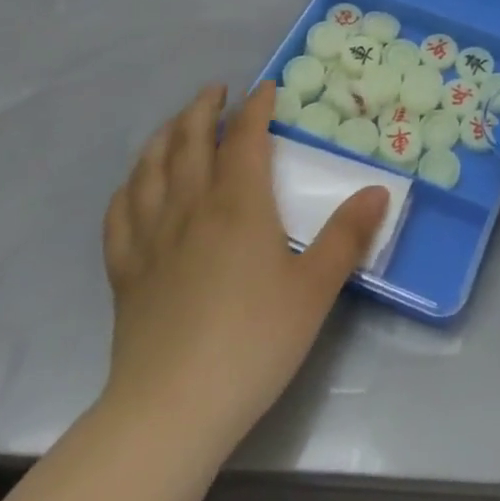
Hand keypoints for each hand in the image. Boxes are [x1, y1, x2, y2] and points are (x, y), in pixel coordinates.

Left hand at [101, 82, 389, 457]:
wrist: (170, 411)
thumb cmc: (252, 342)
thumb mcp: (314, 288)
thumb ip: (347, 235)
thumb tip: (380, 190)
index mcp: (238, 202)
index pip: (245, 136)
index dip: (255, 106)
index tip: (266, 89)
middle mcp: (191, 206)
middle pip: (189, 139)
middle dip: (203, 108)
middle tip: (216, 91)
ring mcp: (150, 237)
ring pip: (150, 167)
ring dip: (163, 135)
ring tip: (175, 123)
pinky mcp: (125, 271)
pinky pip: (119, 213)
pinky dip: (129, 186)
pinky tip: (135, 185)